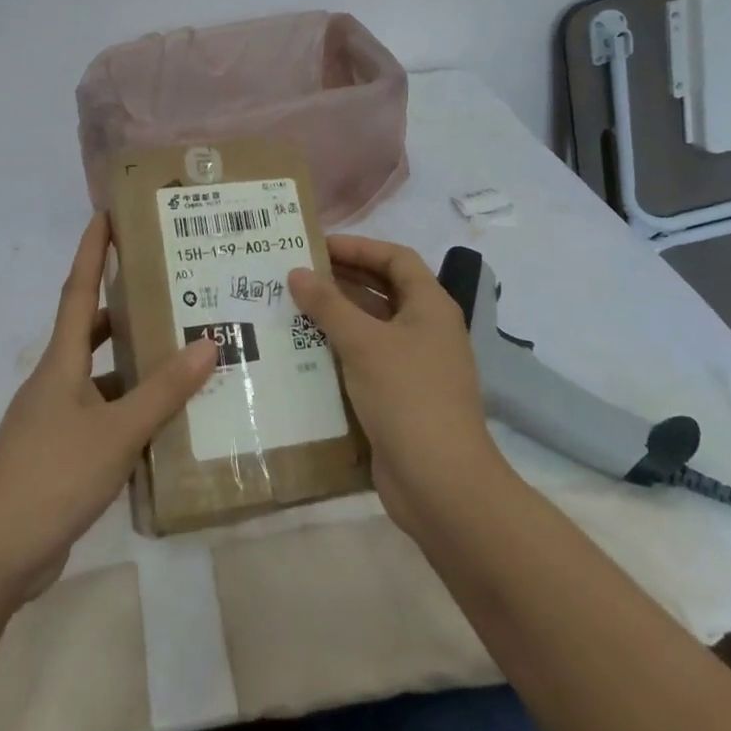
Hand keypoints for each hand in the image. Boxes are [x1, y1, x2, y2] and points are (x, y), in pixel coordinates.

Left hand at [0, 213, 215, 606]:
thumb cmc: (52, 478)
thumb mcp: (116, 432)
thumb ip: (163, 391)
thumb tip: (208, 342)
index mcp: (60, 363)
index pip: (78, 291)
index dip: (92, 252)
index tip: (106, 214)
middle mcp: (54, 382)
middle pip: (90, 330)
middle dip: (124, 307)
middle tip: (168, 290)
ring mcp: (54, 419)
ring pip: (99, 376)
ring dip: (132, 364)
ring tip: (180, 354)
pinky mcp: (59, 453)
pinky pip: (100, 415)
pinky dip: (128, 409)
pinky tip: (162, 423)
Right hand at [288, 236, 501, 530]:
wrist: (441, 484)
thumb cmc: (407, 397)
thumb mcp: (364, 343)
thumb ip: (328, 304)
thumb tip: (296, 272)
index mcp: (430, 306)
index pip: (395, 258)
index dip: (358, 246)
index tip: (316, 246)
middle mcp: (425, 329)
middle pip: (382, 290)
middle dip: (341, 279)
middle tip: (295, 275)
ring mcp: (414, 365)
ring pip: (371, 326)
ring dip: (335, 315)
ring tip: (290, 308)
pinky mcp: (399, 396)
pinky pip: (365, 359)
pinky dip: (338, 350)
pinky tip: (302, 351)